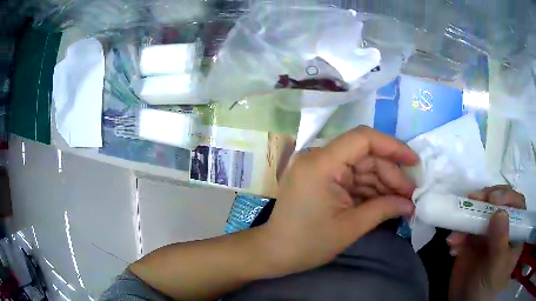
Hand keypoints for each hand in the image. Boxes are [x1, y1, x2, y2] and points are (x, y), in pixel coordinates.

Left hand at [259, 126, 418, 276]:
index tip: (413, 162)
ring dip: (383, 183)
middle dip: (391, 174)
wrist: (274, 253)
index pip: (363, 139)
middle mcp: (319, 158)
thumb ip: (384, 209)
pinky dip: (370, 190)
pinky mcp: (323, 180)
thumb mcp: (350, 227)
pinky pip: (352, 178)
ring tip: (403, 201)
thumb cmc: (308, 244)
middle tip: (410, 196)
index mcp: (321, 164)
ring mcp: (320, 168)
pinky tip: (386, 202)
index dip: (392, 146)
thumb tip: (410, 204)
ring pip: (362, 167)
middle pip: (365, 155)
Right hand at [447, 185, 525, 300]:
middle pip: (499, 203)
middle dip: (486, 199)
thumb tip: (499, 213)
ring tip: (456, 233)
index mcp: (515, 233)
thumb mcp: (496, 268)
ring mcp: (489, 234)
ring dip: (467, 217)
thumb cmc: (486, 288)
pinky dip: (458, 233)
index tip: (493, 198)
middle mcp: (505, 229)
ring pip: (481, 212)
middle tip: (472, 199)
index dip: (508, 197)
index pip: (518, 206)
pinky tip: (452, 246)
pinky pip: (466, 228)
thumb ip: (500, 242)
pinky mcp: (474, 240)